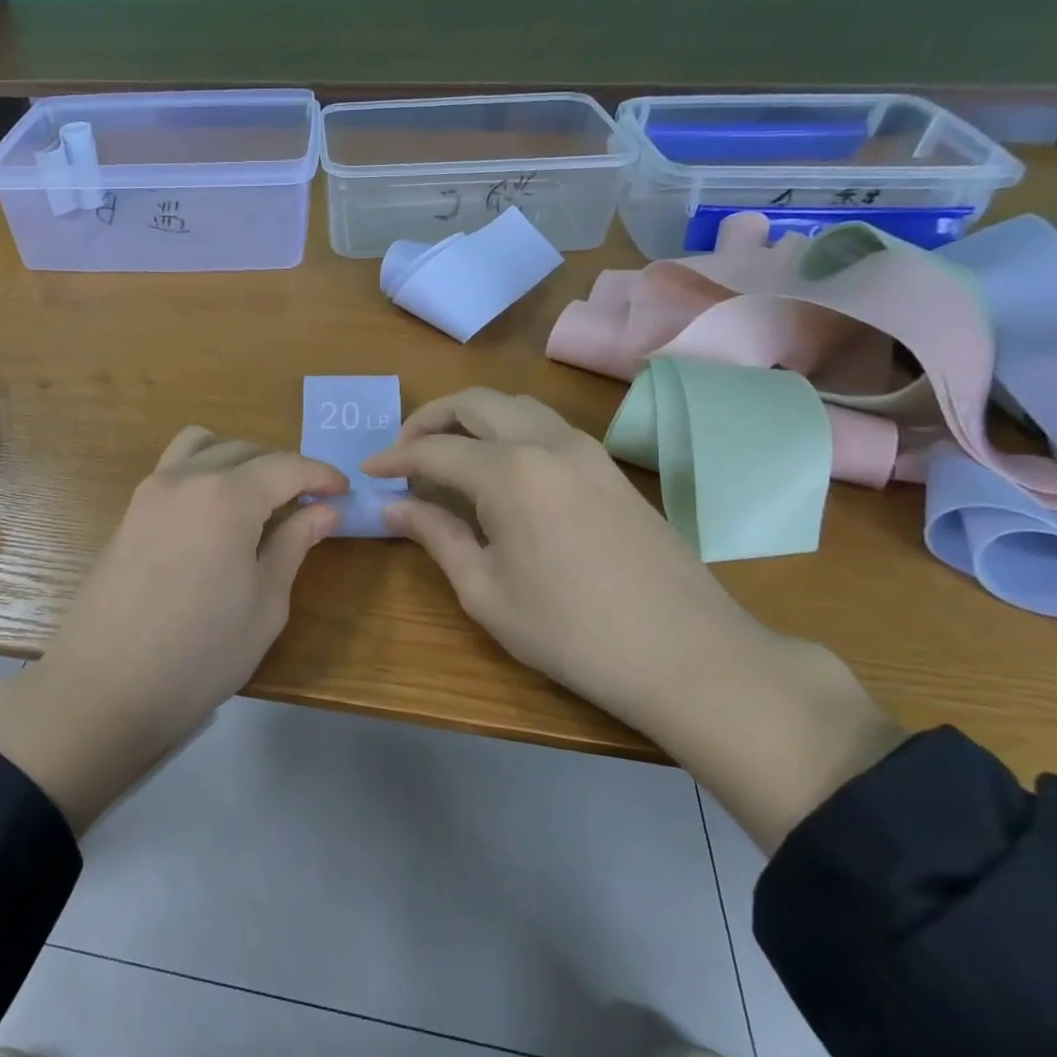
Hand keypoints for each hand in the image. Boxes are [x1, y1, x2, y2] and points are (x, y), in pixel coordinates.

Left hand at [0, 427, 345, 830]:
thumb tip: (324, 511)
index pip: (285, 467)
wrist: (105, 688)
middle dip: (282, 469)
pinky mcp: (129, 513)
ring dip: (237, 460)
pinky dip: (203, 473)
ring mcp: (149, 492)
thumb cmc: (200, 654)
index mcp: (226, 497)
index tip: (343, 492)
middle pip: (244, 451)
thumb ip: (294, 545)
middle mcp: (185, 479)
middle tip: (306, 504)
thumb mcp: (265, 604)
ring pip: (201, 447)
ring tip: (257, 500)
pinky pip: (173, 470)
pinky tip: (214, 516)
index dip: (320, 475)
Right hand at [364, 388, 901, 852]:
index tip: (368, 471)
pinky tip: (498, 470)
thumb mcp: (485, 592)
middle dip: (430, 418)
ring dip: (472, 417)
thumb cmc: (571, 632)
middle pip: (476, 402)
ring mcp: (586, 450)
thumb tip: (394, 507)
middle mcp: (546, 442)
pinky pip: (546, 425)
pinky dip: (508, 430)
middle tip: (403, 451)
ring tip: (447, 455)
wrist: (688, 654)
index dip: (394, 457)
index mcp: (509, 472)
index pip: (434, 449)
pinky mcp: (610, 467)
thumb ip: (436, 537)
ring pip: (516, 405)